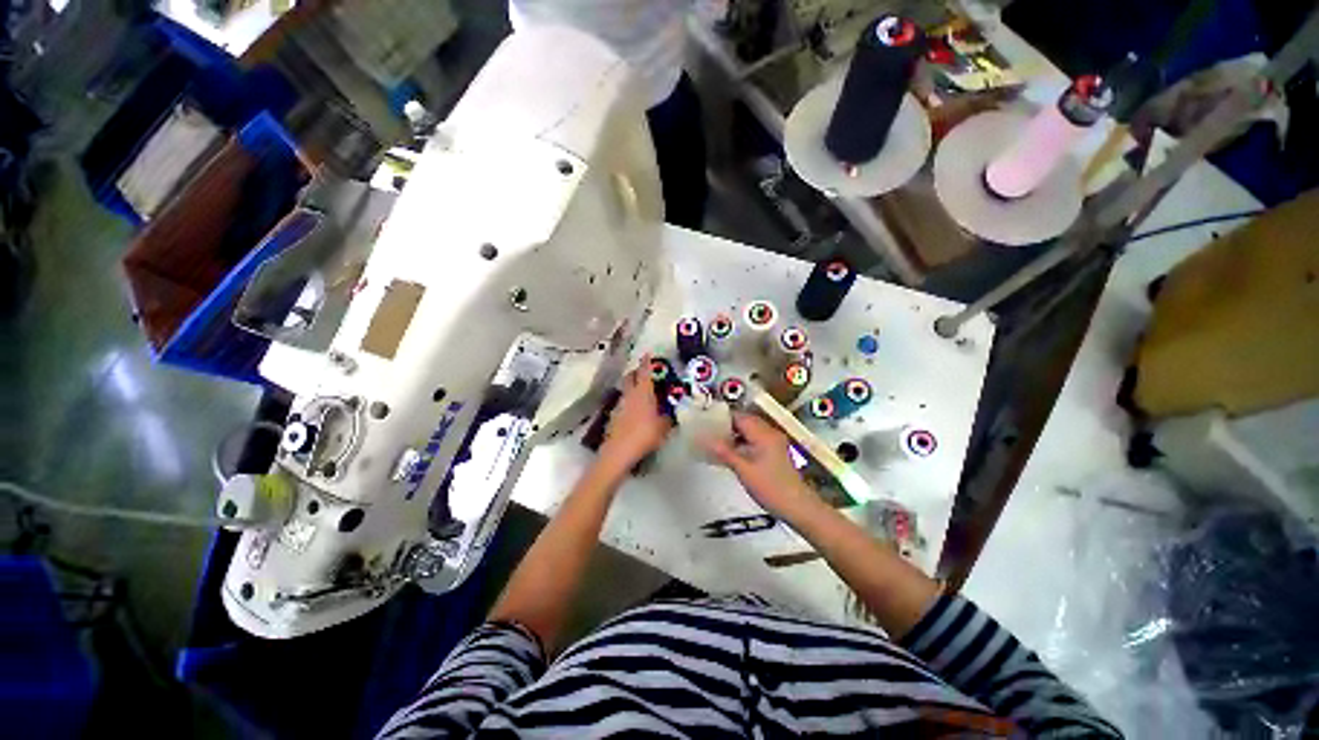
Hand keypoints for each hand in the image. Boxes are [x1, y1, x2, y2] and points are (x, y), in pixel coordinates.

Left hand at [599, 355, 672, 469]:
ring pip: (625, 390)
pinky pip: (623, 403)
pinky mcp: (613, 416)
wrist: (619, 451)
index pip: (644, 372)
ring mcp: (619, 405)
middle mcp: (629, 394)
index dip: (647, 362)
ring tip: (642, 394)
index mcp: (643, 392)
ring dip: (632, 388)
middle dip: (636, 372)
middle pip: (630, 377)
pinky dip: (629, 402)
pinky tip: (635, 412)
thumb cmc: (645, 434)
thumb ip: (668, 418)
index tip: (648, 354)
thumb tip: (671, 413)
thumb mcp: (663, 427)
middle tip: (645, 373)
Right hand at [701, 413, 818, 518]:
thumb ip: (725, 453)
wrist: (797, 506)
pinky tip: (732, 453)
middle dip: (728, 425)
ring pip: (751, 431)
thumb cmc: (770, 487)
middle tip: (709, 433)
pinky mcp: (776, 452)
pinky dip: (744, 442)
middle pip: (746, 421)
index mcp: (763, 434)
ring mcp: (775, 442)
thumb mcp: (743, 470)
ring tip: (717, 443)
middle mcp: (770, 433)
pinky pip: (756, 439)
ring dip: (736, 434)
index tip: (707, 423)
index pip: (740, 416)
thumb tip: (706, 440)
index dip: (723, 418)